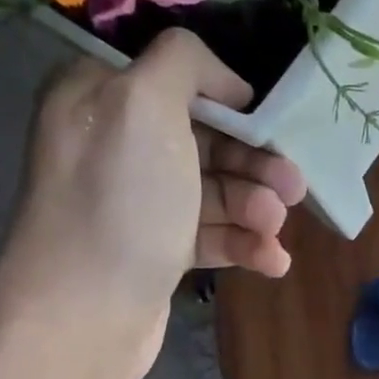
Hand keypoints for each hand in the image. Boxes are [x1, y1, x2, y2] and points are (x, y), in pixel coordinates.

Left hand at [0, 32, 305, 359]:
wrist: (83, 315)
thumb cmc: (120, 201)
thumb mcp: (145, 104)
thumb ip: (184, 63)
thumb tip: (224, 81)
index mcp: (100, 96)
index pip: (176, 80)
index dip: (227, 99)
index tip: (267, 122)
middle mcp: (114, 144)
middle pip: (205, 139)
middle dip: (255, 164)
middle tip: (294, 186)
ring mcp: (136, 202)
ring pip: (214, 190)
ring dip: (255, 206)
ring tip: (274, 228)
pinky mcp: (155, 250)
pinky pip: (210, 234)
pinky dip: (244, 244)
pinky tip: (272, 261)